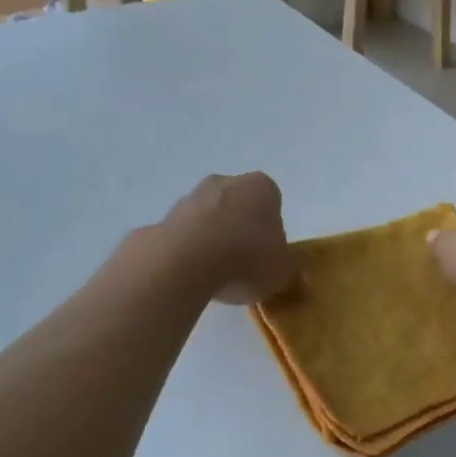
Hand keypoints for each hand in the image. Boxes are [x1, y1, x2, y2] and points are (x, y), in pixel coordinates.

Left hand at [159, 172, 296, 304]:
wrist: (185, 263)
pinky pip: (184, 235)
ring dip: (213, 239)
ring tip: (216, 274)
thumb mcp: (283, 271)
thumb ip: (290, 269)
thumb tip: (292, 272)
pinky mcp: (163, 218)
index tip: (268, 254)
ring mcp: (191, 197)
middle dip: (240, 228)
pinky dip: (188, 250)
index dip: (272, 229)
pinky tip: (192, 274)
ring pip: (209, 217)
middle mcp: (226, 182)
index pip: (272, 203)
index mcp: (262, 187)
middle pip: (238, 205)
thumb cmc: (247, 258)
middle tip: (244, 262)